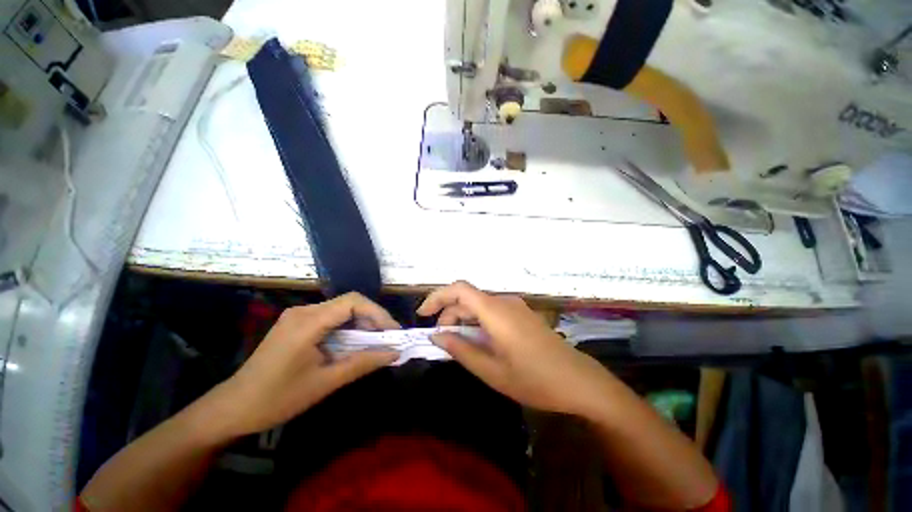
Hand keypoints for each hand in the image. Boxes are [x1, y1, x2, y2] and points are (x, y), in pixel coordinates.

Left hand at [204, 293, 399, 437]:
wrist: (233, 408)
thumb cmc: (278, 398)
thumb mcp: (325, 382)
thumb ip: (362, 363)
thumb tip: (394, 353)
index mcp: (308, 321)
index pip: (353, 302)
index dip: (378, 313)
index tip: (393, 332)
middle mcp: (304, 311)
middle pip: (349, 303)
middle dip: (372, 319)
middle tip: (387, 339)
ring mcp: (298, 316)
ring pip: (341, 310)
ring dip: (361, 324)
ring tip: (374, 342)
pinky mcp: (296, 324)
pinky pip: (330, 319)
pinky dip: (347, 328)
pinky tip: (353, 344)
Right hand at [418, 281, 615, 416]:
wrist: (579, 381)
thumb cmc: (535, 379)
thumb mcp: (492, 371)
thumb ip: (461, 350)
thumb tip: (437, 335)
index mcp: (495, 311)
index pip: (459, 289)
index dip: (437, 296)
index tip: (423, 315)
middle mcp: (504, 301)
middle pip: (467, 297)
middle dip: (449, 314)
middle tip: (442, 339)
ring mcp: (515, 306)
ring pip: (479, 304)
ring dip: (463, 318)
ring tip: (459, 343)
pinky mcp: (522, 313)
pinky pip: (492, 310)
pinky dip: (478, 321)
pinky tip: (479, 340)